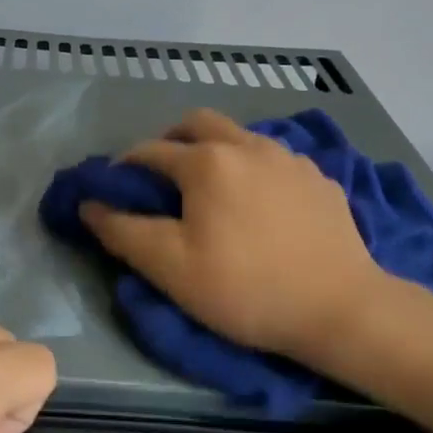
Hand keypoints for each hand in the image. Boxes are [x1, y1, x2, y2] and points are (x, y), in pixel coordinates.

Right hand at [79, 108, 385, 362]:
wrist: (342, 309)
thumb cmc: (246, 288)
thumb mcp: (170, 268)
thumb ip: (122, 231)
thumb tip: (89, 204)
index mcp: (206, 162)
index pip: (149, 151)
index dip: (124, 168)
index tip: (114, 191)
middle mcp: (247, 145)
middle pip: (197, 123)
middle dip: (170, 141)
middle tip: (162, 177)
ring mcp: (289, 158)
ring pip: (239, 136)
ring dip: (214, 150)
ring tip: (211, 190)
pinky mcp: (319, 178)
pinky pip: (273, 159)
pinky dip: (252, 169)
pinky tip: (259, 204)